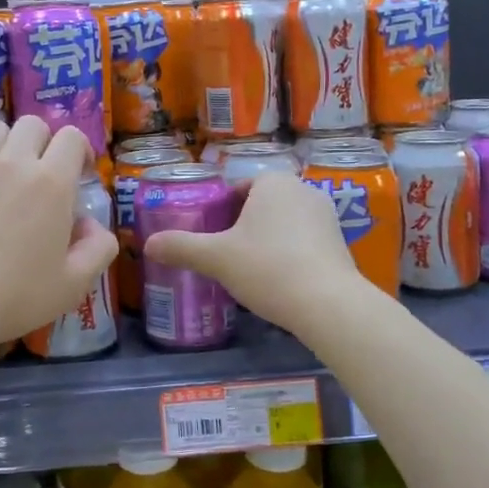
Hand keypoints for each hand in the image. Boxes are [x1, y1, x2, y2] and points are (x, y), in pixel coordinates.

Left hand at [0, 117, 117, 346]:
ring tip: (3, 170)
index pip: (73, 138)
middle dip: (43, 142)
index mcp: (52, 184)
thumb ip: (98, 249)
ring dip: (5, 143)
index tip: (79, 172)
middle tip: (40, 172)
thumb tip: (93, 224)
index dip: (80, 150)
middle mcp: (14, 163)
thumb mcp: (74, 285)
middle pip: (33, 125)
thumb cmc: (14, 296)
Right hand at [143, 170, 362, 332]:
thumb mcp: (216, 258)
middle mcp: (304, 190)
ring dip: (267, 240)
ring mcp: (326, 217)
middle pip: (262, 204)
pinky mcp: (340, 243)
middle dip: (243, 225)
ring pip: (284, 223)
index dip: (221, 209)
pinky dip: (289, 255)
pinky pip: (304, 241)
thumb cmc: (268, 268)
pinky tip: (278, 281)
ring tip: (250, 270)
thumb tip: (148, 244)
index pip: (239, 187)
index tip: (211, 235)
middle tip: (225, 254)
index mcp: (273, 182)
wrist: (328, 305)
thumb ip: (181, 247)